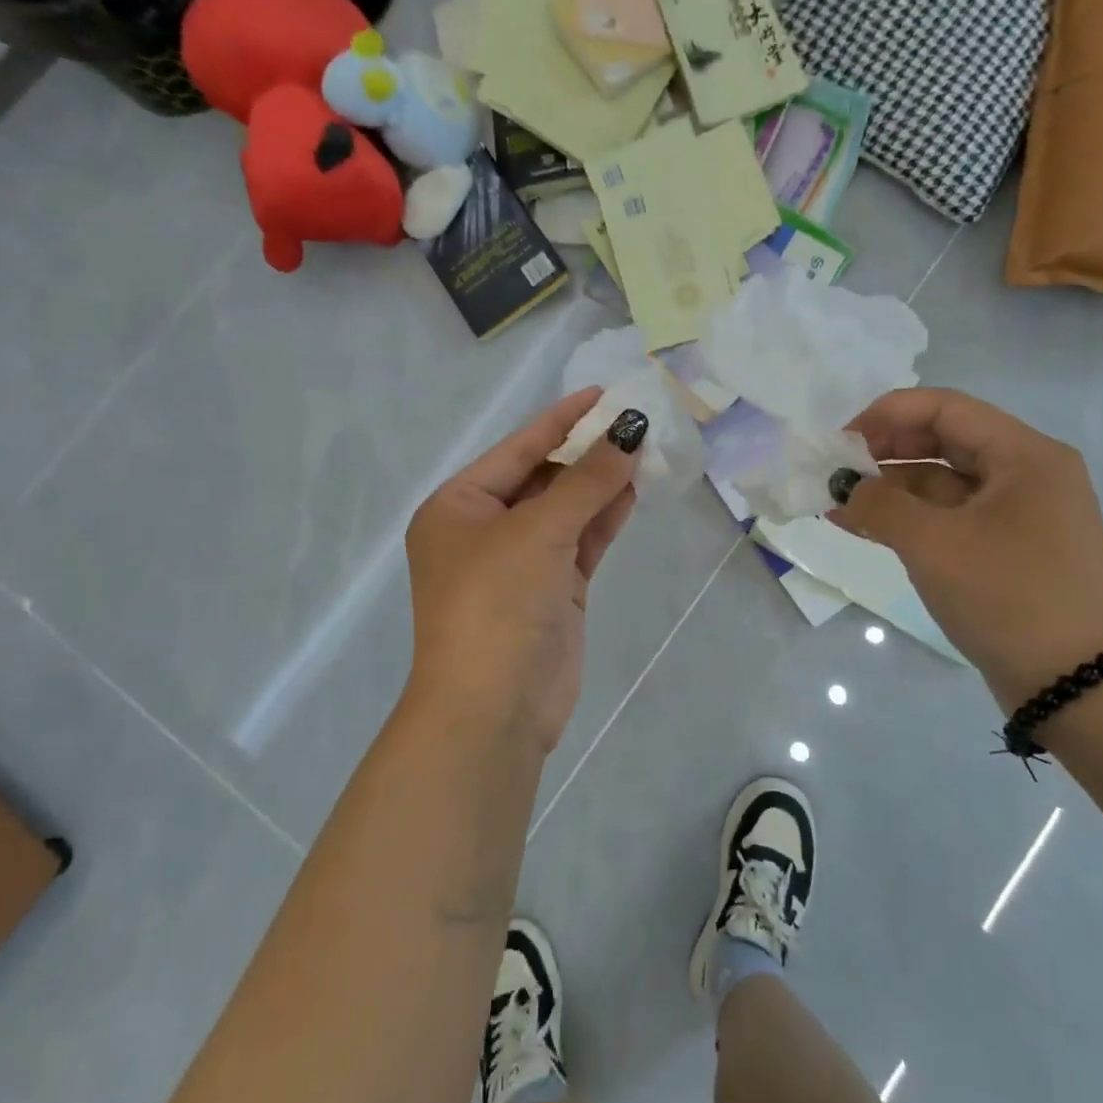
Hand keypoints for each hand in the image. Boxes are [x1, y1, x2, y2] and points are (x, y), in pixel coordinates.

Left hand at [405, 389, 645, 752]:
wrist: (494, 708)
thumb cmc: (497, 602)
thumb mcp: (539, 531)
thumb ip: (587, 479)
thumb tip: (629, 432)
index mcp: (458, 506)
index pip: (517, 449)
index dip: (561, 419)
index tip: (604, 393)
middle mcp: (485, 529)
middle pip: (543, 477)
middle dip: (587, 452)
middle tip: (634, 422)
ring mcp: (520, 562)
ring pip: (567, 510)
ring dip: (601, 483)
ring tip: (644, 450)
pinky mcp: (551, 591)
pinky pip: (581, 541)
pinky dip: (605, 518)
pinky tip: (634, 490)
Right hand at [831, 387, 1102, 713]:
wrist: (1081, 688)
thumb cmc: (1010, 597)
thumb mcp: (934, 544)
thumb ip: (880, 504)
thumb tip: (843, 487)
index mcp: (1024, 455)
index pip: (944, 407)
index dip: (886, 415)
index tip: (840, 440)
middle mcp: (1026, 475)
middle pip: (943, 441)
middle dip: (884, 452)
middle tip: (836, 472)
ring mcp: (1018, 515)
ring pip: (942, 483)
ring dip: (890, 489)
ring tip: (837, 504)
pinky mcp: (1008, 551)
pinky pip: (950, 518)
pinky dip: (909, 520)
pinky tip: (863, 527)